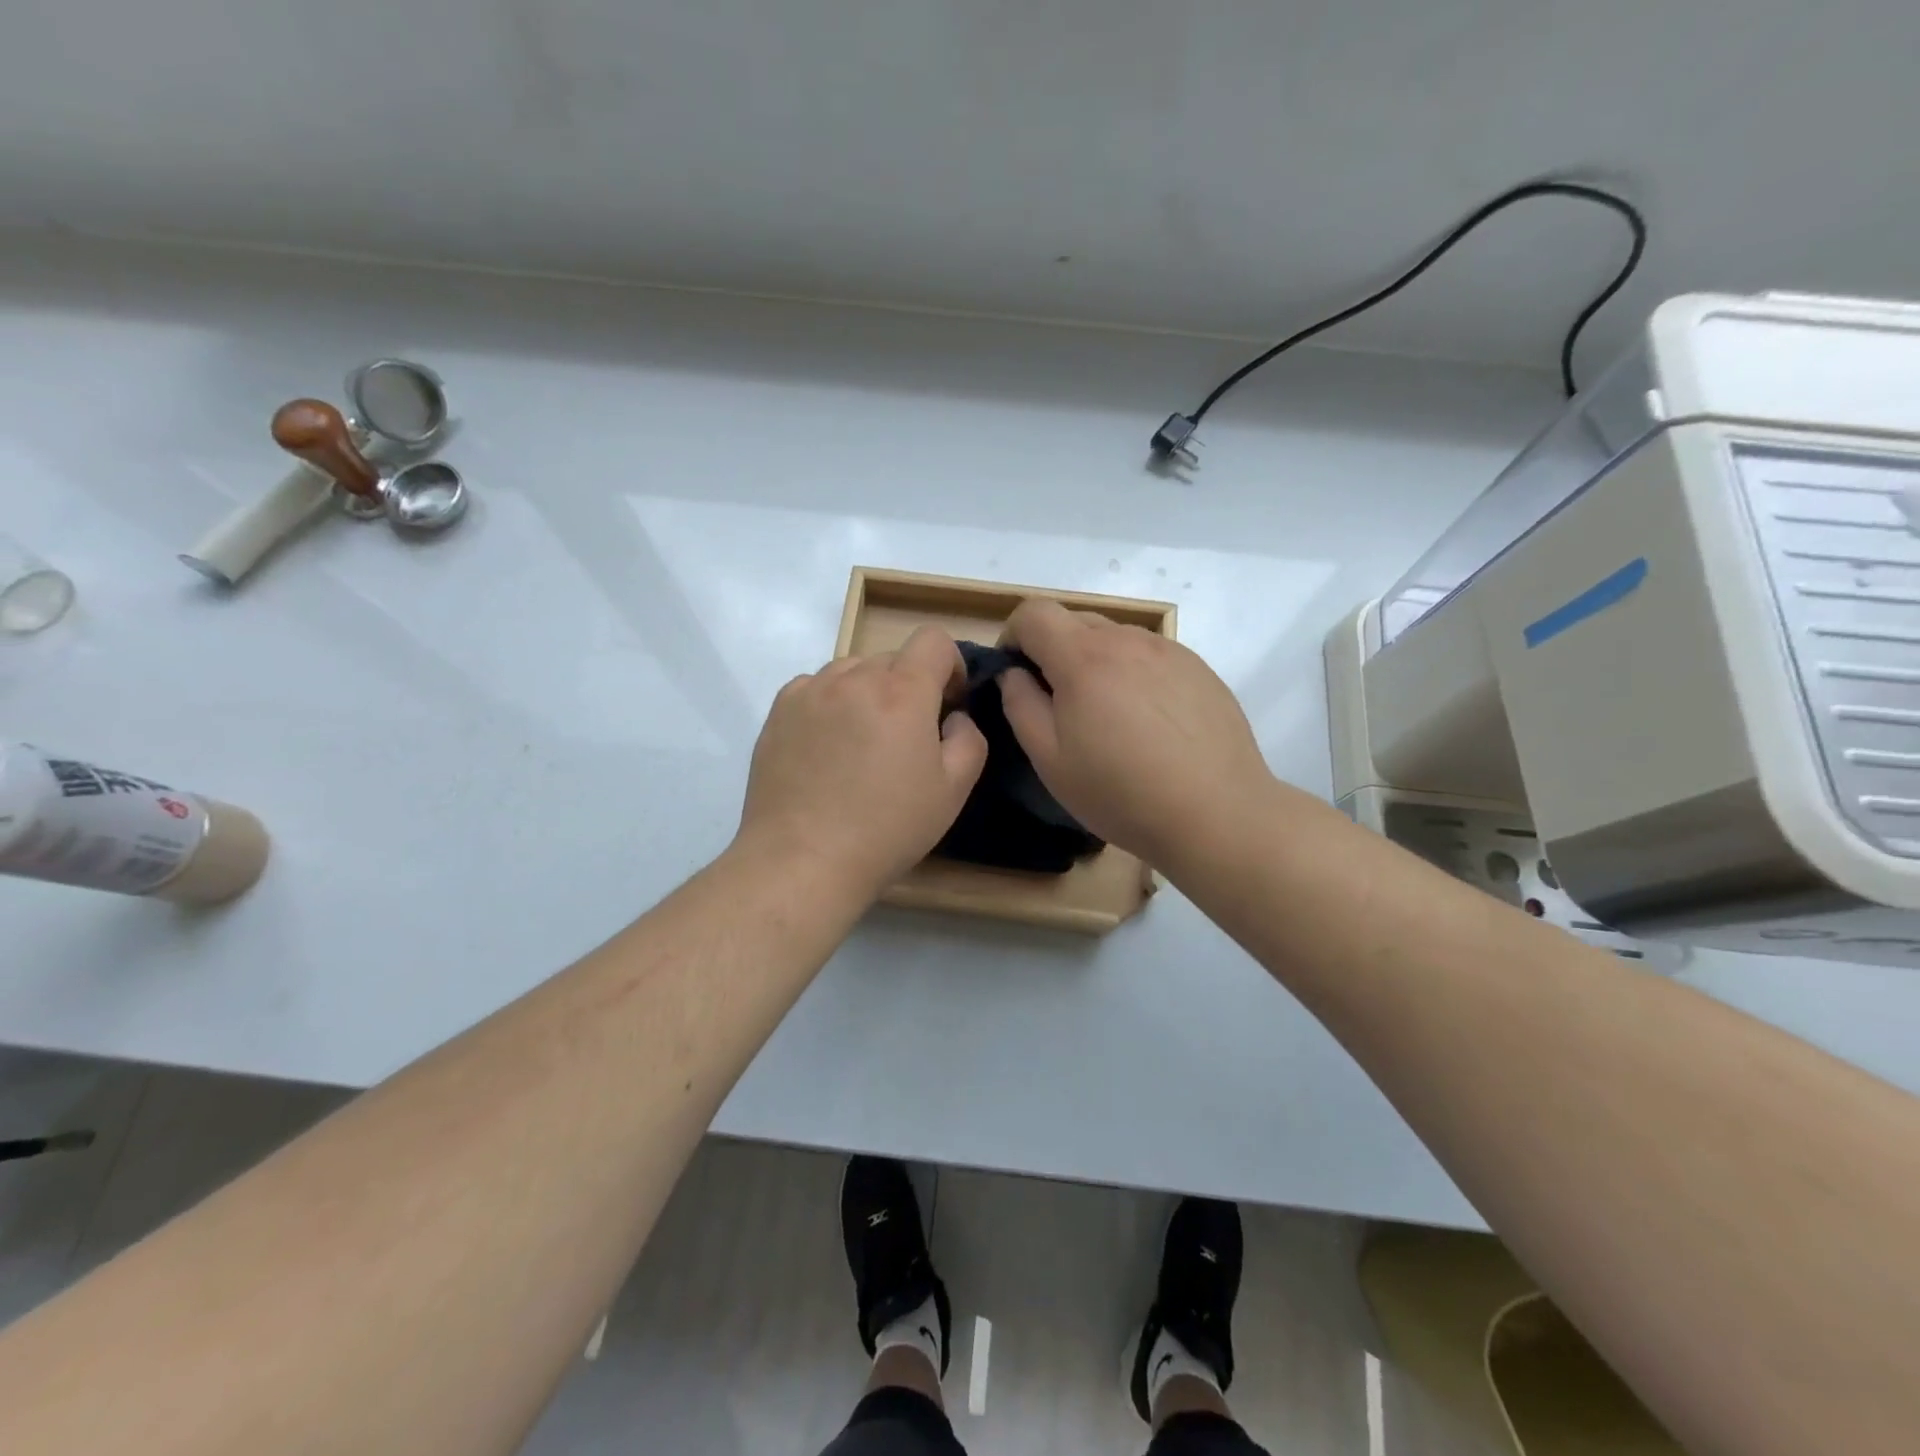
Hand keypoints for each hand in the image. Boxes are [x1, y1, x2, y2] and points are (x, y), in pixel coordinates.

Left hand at [737, 627, 988, 899]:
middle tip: (905, 737)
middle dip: (909, 687)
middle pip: (893, 658)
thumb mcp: (953, 791)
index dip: (950, 665)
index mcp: (902, 692)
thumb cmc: (887, 828)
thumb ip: (969, 738)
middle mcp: (853, 678)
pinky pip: (816, 688)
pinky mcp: (779, 710)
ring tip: (861, 742)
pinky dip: (830, 704)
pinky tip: (827, 747)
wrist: (803, 859)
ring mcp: (810, 691)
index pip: (933, 639)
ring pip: (852, 671)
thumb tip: (953, 716)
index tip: (948, 703)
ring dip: (868, 693)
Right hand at [997, 599, 1269, 867]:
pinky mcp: (1198, 668)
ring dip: (1095, 661)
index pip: (1034, 613)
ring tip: (1107, 715)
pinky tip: (1147, 722)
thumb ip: (1021, 706)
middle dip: (1052, 649)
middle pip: (1074, 620)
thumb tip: (1014, 674)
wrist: (1218, 813)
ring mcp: (1169, 650)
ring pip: (1114, 637)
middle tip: (1057, 702)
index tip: (1014, 673)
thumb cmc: (1122, 793)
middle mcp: (1127, 640)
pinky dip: (1132, 672)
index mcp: (1083, 658)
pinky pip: (1150, 655)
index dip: (1013, 635)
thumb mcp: (1051, 760)